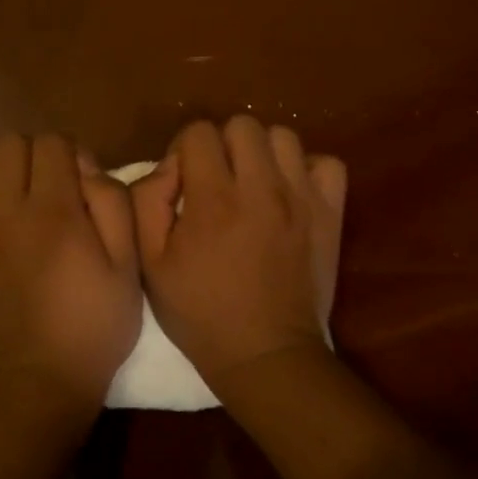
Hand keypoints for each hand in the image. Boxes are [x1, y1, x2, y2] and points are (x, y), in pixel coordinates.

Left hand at [0, 133, 142, 422]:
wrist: (38, 381)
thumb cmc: (92, 326)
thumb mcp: (127, 266)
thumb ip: (112, 204)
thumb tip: (85, 167)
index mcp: (53, 212)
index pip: (51, 143)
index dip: (70, 154)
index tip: (79, 182)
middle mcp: (4, 211)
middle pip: (8, 144)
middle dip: (33, 155)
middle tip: (47, 187)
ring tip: (11, 196)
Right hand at [131, 116, 347, 391]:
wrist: (265, 354)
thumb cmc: (199, 311)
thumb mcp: (150, 262)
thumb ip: (146, 201)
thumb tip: (170, 166)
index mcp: (213, 199)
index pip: (199, 132)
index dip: (184, 151)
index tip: (184, 183)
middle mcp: (261, 188)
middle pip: (242, 125)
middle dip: (222, 145)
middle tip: (217, 180)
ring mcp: (302, 199)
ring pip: (283, 136)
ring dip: (262, 153)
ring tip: (253, 184)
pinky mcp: (330, 214)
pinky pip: (327, 164)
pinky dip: (307, 170)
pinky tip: (289, 193)